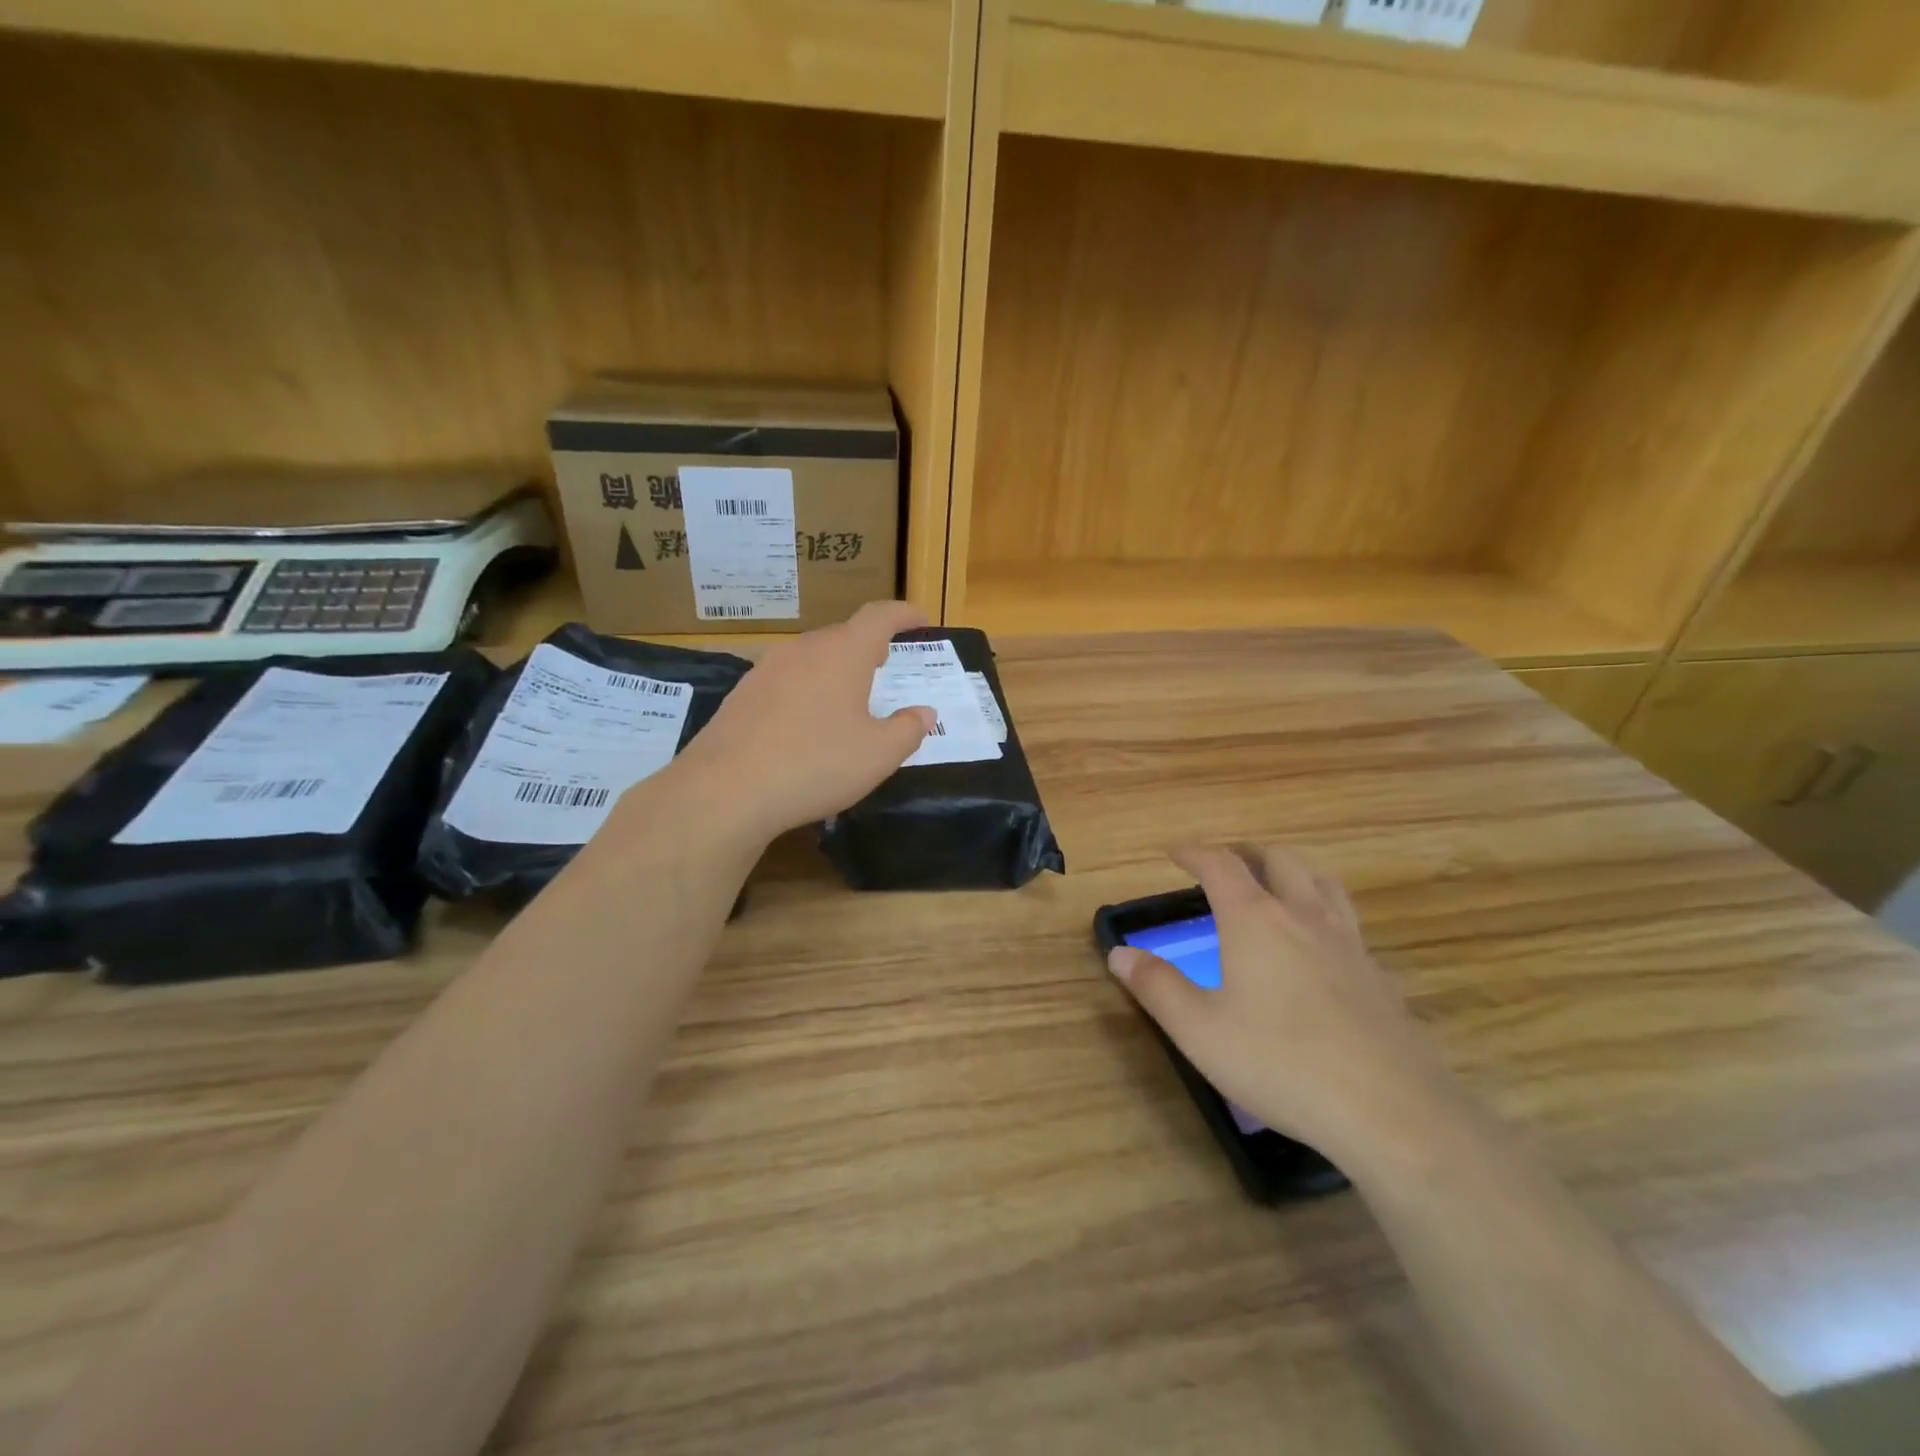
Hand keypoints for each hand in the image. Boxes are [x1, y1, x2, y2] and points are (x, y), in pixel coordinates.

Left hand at [667, 601, 935, 843]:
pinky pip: (785, 680)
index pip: (879, 616)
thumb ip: (908, 729)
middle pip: (842, 635)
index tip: (920, 622)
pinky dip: (805, 690)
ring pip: (810, 657)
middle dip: (868, 645)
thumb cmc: (816, 764)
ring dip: (834, 668)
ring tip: (847, 696)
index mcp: (843, 653)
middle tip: (886, 664)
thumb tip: (924, 713)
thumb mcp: (879, 754)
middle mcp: (803, 650)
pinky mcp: (742, 695)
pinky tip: (805, 724)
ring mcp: (766, 669)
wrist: (726, 790)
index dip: (904, 615)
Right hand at [1107, 844, 1450, 1158]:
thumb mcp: (1200, 1030)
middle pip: (1279, 859)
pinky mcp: (1378, 976)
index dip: (1194, 852)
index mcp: (1255, 920)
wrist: (1392, 1111)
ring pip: (1322, 882)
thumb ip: (1156, 987)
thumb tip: (1119, 953)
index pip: (1221, 865)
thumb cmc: (1281, 1063)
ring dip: (1293, 871)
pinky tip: (1318, 949)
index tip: (1175, 852)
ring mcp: (1348, 944)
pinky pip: (1347, 922)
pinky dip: (1324, 912)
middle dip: (1247, 853)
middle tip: (1226, 864)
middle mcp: (1303, 917)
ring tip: (1276, 886)